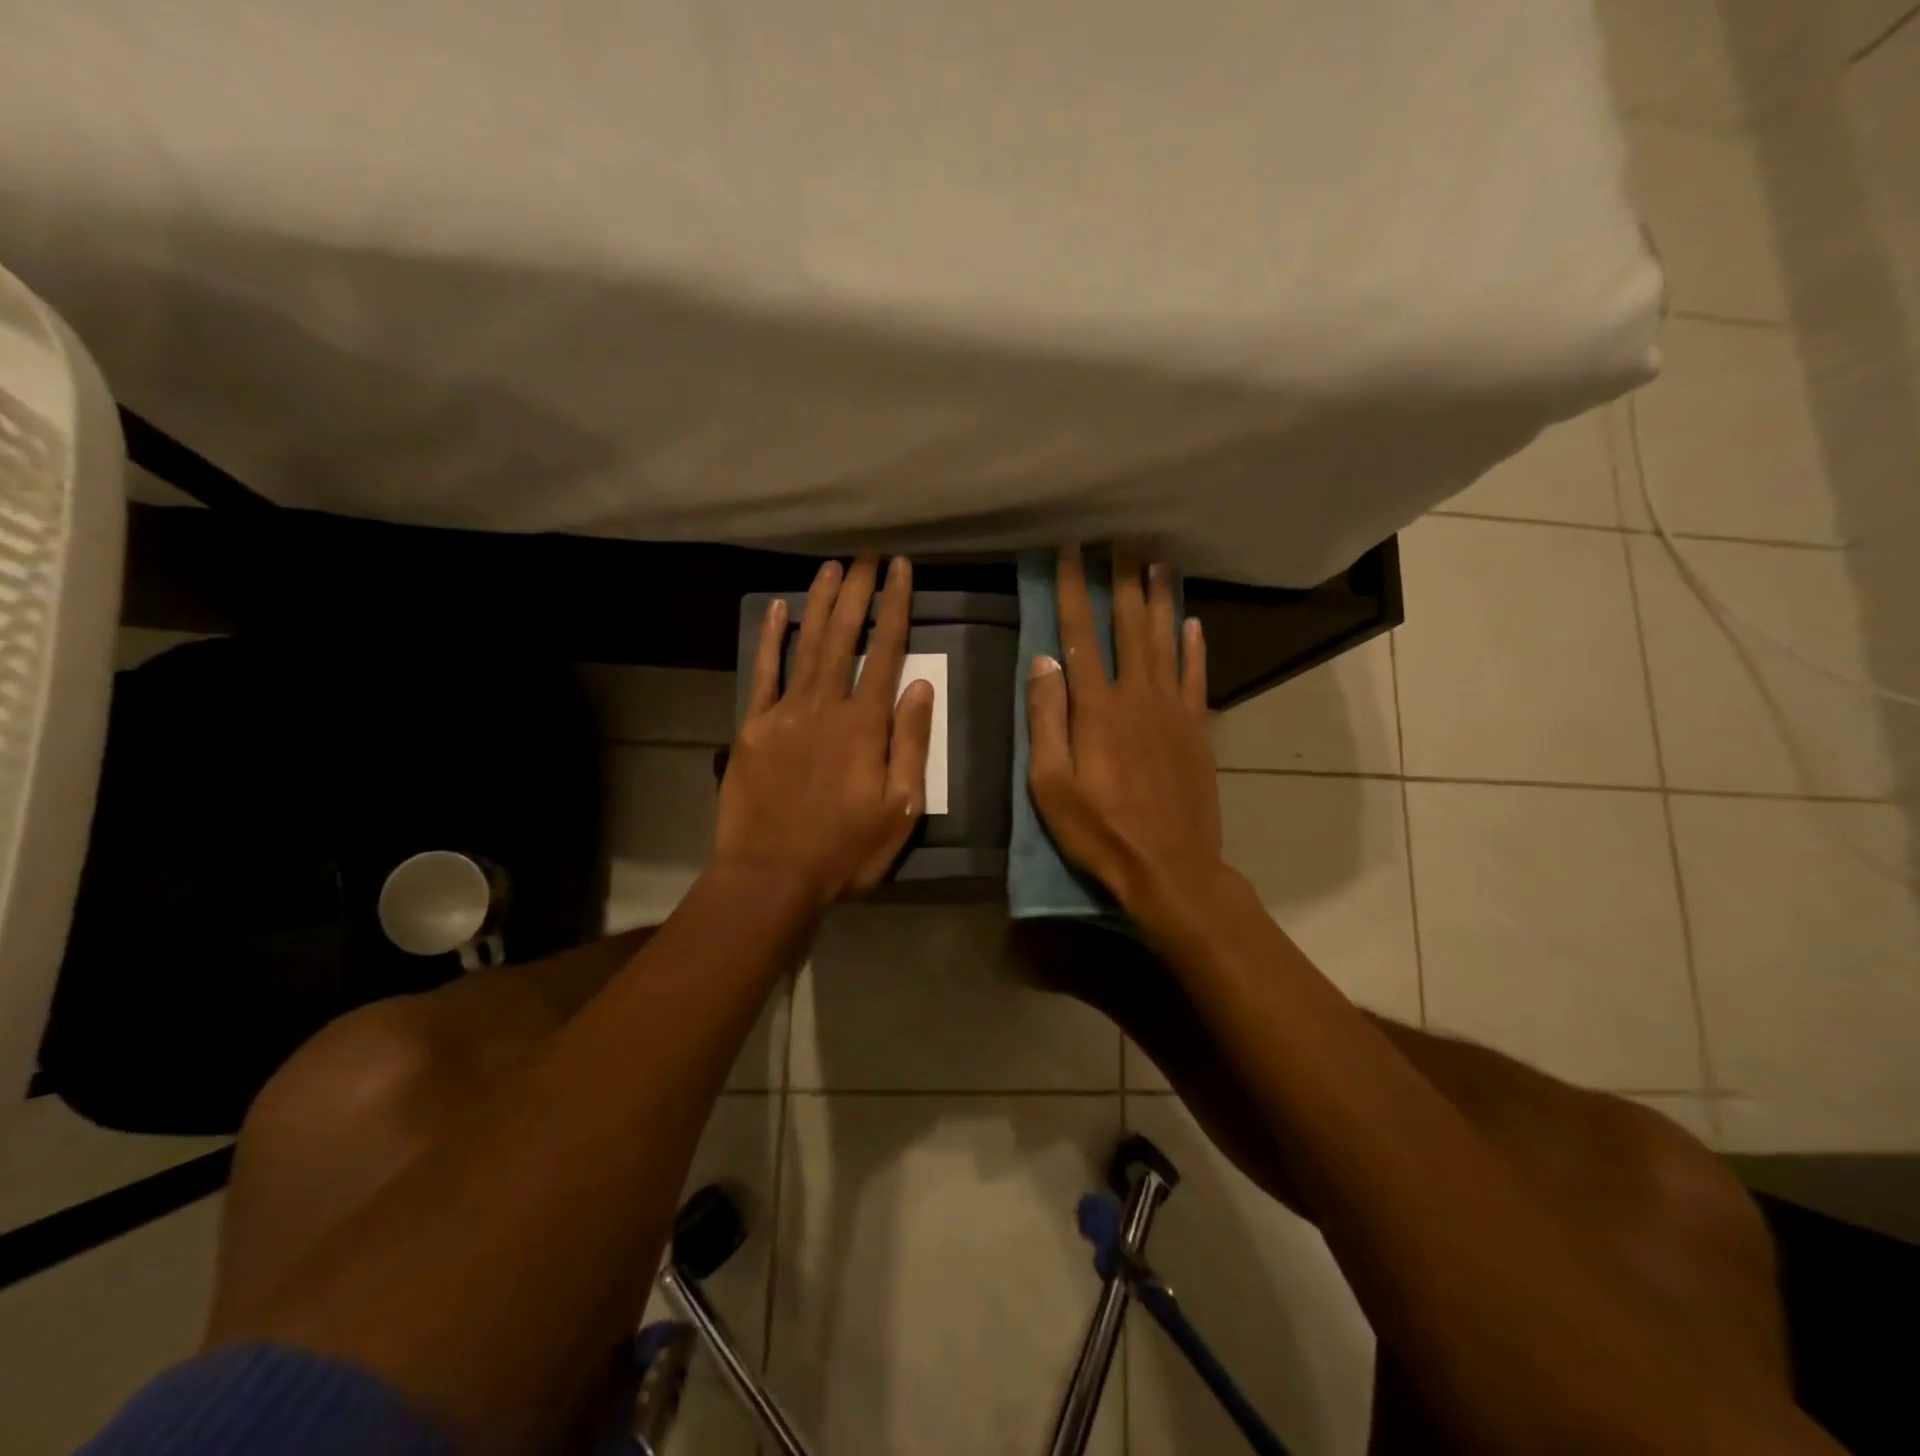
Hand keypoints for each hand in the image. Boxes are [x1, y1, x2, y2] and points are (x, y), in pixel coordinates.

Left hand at [716, 555, 935, 908]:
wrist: (772, 875)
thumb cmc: (846, 849)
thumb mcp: (901, 807)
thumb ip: (911, 743)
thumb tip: (920, 687)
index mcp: (865, 725)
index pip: (886, 652)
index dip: (895, 607)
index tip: (902, 570)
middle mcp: (826, 706)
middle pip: (845, 636)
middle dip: (859, 591)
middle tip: (868, 554)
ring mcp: (785, 713)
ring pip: (807, 645)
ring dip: (820, 603)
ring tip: (832, 567)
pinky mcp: (754, 727)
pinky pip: (764, 674)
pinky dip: (770, 640)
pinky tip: (777, 610)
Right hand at [1026, 545, 1226, 919]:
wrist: (1170, 867)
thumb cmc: (1099, 831)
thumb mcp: (1050, 784)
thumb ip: (1046, 720)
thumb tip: (1043, 661)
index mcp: (1096, 708)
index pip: (1079, 635)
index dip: (1073, 590)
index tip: (1069, 551)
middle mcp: (1138, 695)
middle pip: (1130, 625)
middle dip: (1122, 580)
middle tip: (1121, 540)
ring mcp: (1174, 710)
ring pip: (1168, 641)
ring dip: (1162, 600)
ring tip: (1158, 563)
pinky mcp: (1198, 729)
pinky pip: (1197, 676)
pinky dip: (1196, 647)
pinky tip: (1195, 623)